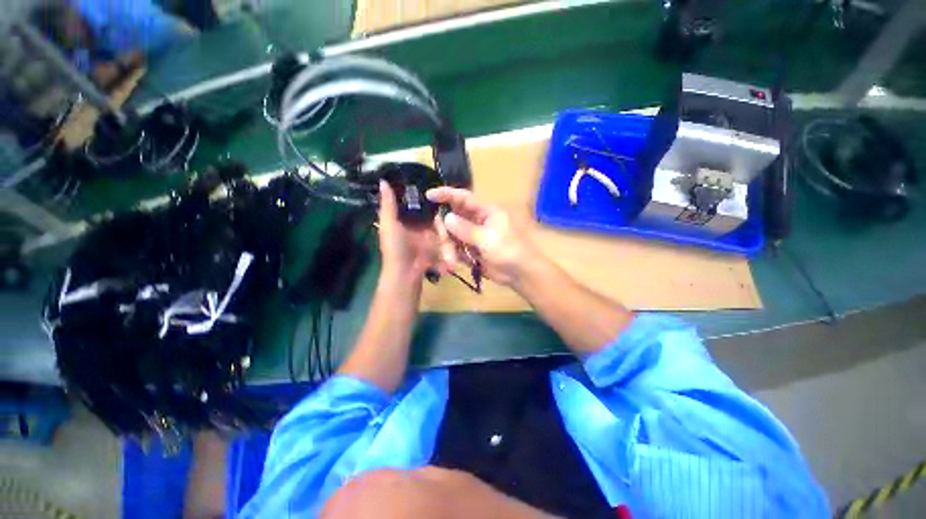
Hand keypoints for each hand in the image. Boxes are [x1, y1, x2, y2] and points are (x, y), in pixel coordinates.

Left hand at [378, 181, 455, 279]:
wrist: (407, 273)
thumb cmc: (395, 248)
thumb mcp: (389, 224)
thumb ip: (388, 204)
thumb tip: (382, 180)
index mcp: (406, 218)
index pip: (415, 201)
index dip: (423, 191)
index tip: (433, 177)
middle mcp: (419, 224)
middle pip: (432, 210)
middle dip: (440, 203)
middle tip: (450, 191)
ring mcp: (431, 234)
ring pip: (441, 221)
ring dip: (447, 218)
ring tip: (456, 205)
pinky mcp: (440, 244)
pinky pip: (447, 234)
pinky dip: (451, 231)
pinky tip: (459, 220)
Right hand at [426, 187, 539, 287]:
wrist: (520, 274)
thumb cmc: (509, 251)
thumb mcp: (488, 239)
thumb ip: (466, 229)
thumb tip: (446, 218)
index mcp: (485, 211)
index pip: (463, 198)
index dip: (446, 194)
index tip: (428, 195)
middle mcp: (476, 221)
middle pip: (451, 218)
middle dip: (445, 231)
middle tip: (444, 242)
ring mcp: (472, 236)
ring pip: (451, 236)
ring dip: (447, 248)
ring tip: (451, 263)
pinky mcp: (469, 250)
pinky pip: (454, 249)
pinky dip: (451, 256)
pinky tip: (452, 265)